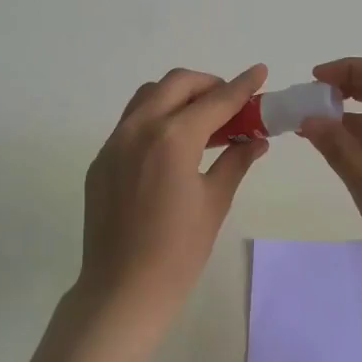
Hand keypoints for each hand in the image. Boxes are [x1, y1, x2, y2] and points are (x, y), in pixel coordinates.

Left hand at [79, 64, 270, 321]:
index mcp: (173, 137)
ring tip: (201, 121)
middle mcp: (140, 128)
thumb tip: (256, 139)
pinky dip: (156, 118)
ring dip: (178, 96)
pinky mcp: (102, 159)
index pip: (216, 100)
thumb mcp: (214, 202)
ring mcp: (115, 142)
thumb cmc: (178, 251)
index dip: (242, 85)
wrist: (122, 290)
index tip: (259, 71)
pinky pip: (131, 122)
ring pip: (149, 96)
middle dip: (208, 85)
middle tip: (230, 104)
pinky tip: (171, 147)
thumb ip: (235, 161)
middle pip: (177, 83)